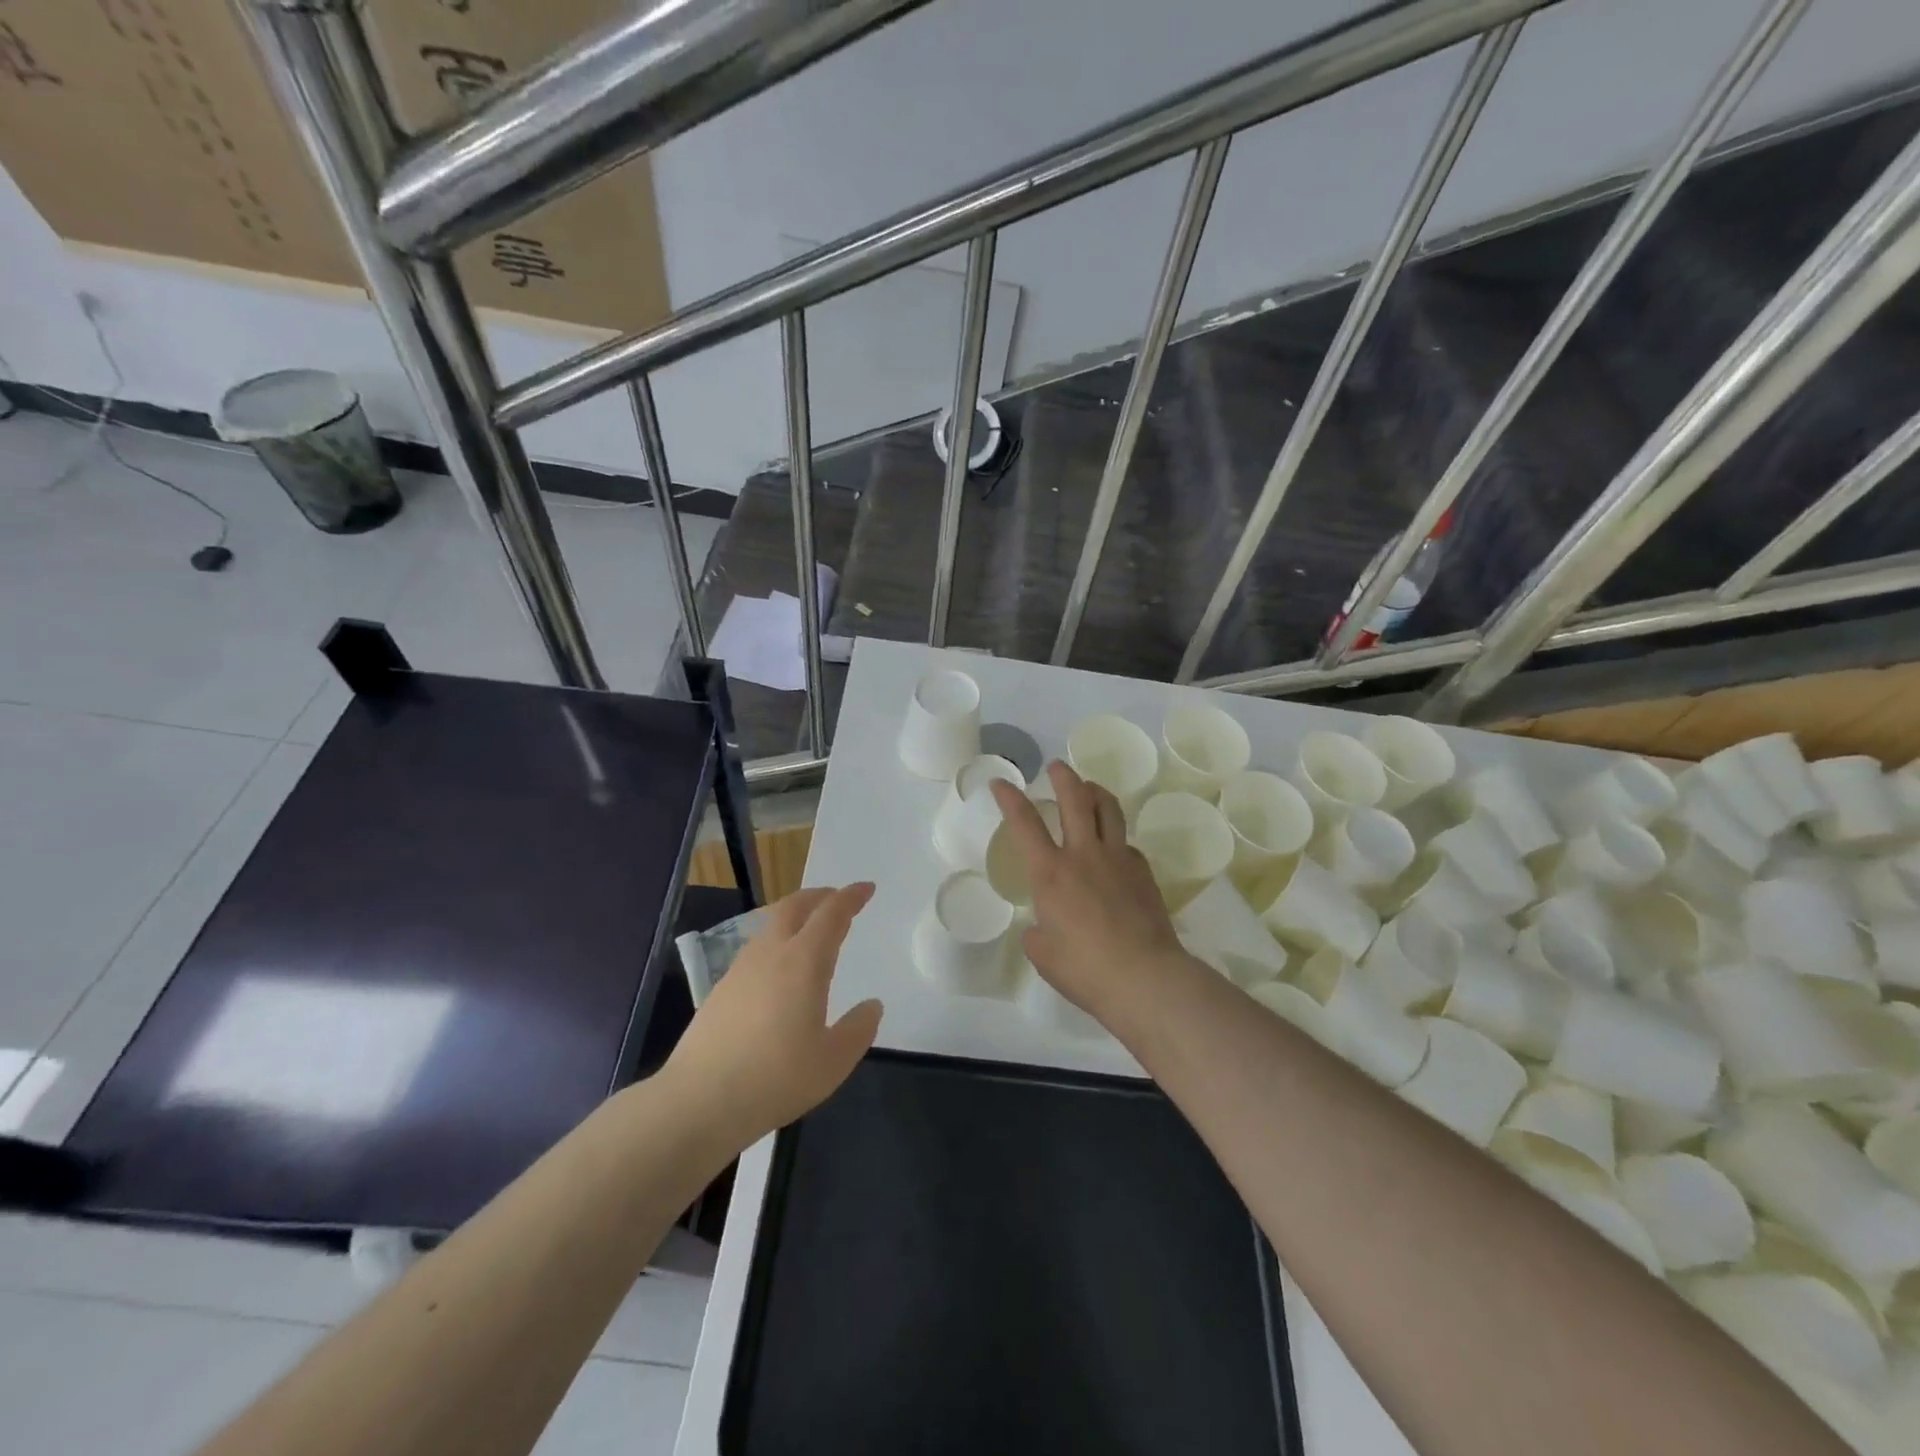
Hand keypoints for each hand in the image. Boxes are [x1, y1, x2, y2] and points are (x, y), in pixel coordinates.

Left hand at [664, 885, 883, 1145]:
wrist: (699, 1100)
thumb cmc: (776, 1077)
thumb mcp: (833, 1061)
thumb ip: (858, 1029)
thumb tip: (871, 1006)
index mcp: (804, 961)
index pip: (831, 914)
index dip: (851, 897)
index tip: (867, 888)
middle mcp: (772, 954)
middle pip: (795, 906)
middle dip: (819, 896)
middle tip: (838, 899)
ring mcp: (741, 969)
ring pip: (771, 925)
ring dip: (795, 916)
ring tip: (810, 929)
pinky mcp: (721, 989)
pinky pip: (756, 948)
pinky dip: (776, 941)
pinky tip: (779, 968)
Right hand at [990, 764, 1193, 1026]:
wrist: (1144, 977)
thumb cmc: (1084, 968)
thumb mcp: (1043, 954)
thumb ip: (1038, 933)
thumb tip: (1046, 927)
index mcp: (1050, 872)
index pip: (1024, 823)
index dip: (1009, 797)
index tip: (1000, 781)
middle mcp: (1084, 854)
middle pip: (1075, 799)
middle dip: (1063, 776)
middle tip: (1057, 766)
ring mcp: (1118, 859)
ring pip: (1109, 809)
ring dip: (1095, 791)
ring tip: (1089, 788)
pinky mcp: (1143, 872)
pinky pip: (1127, 843)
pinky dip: (1116, 836)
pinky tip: (1113, 849)